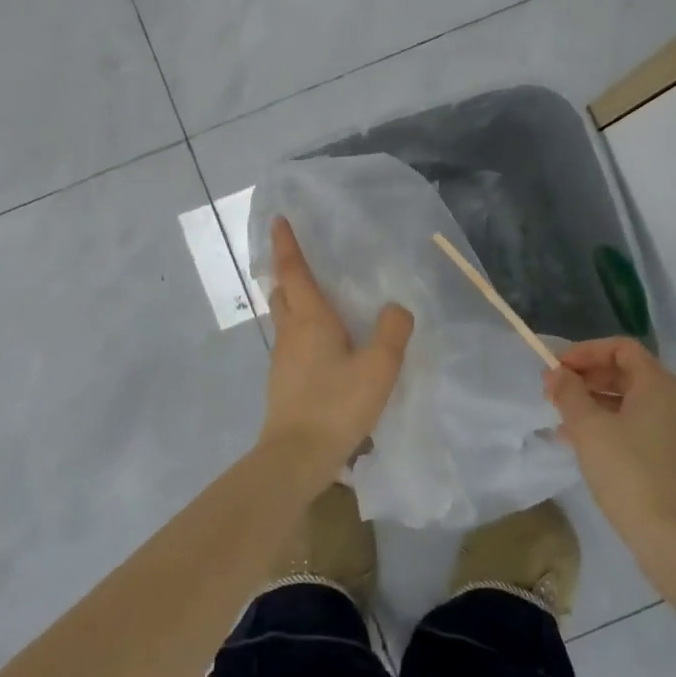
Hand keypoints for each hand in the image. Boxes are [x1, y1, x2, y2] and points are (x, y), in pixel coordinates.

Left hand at [257, 216, 414, 496]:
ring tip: (315, 297)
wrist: (296, 456)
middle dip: (286, 271)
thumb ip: (392, 331)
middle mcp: (290, 332)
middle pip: (282, 292)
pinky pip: (290, 342)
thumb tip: (396, 307)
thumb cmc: (336, 405)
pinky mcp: (283, 382)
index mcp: (310, 319)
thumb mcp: (379, 367)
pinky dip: (300, 328)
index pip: (294, 271)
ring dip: (293, 300)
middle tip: (298, 256)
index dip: (287, 244)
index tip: (278, 220)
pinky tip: (322, 344)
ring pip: (284, 318)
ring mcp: (282, 359)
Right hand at [545, 337, 675, 545]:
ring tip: (562, 420)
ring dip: (595, 404)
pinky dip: (612, 426)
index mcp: (659, 385)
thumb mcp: (588, 428)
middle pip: (627, 374)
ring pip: (632, 403)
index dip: (586, 352)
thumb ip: (569, 393)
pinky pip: (640, 428)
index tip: (558, 368)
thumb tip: (557, 374)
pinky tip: (584, 445)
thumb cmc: (628, 472)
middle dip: (587, 379)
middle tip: (554, 393)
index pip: (622, 348)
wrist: (675, 538)